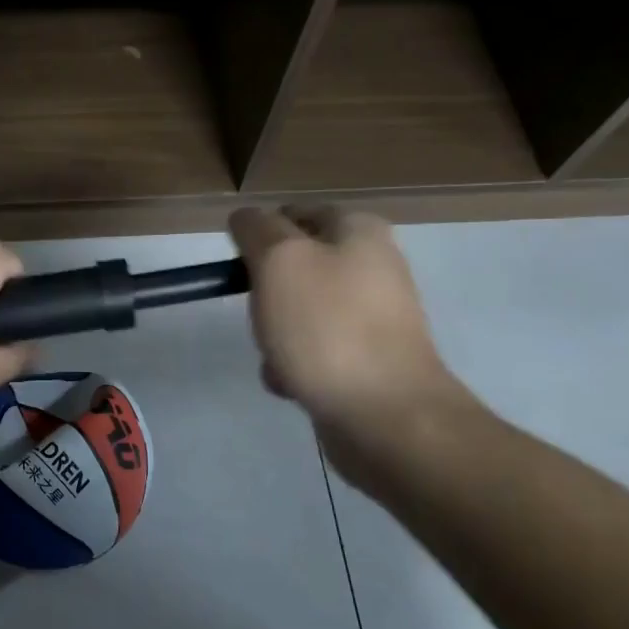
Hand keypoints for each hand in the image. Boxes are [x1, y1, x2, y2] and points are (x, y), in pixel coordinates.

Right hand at [229, 205, 473, 435]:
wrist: (385, 415)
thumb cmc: (328, 326)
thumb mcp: (279, 260)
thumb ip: (257, 229)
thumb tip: (246, 217)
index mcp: (359, 230)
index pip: (294, 213)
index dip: (261, 236)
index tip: (242, 268)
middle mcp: (372, 266)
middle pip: (294, 267)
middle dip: (267, 293)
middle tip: (261, 314)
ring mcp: (372, 316)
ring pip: (299, 312)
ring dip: (276, 334)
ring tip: (276, 357)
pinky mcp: (368, 359)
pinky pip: (314, 351)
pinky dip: (295, 365)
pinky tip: (292, 383)